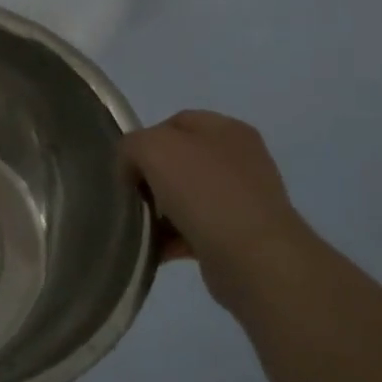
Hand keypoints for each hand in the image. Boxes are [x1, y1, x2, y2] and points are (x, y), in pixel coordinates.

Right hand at [123, 111, 317, 305]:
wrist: (253, 257)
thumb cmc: (204, 192)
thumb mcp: (153, 148)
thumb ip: (132, 146)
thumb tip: (133, 169)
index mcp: (227, 130)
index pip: (175, 123)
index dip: (145, 140)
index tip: (127, 167)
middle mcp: (240, 160)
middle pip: (179, 161)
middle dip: (151, 178)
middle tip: (132, 196)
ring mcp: (243, 199)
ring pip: (185, 197)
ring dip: (159, 211)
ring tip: (141, 226)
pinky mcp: (239, 235)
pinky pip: (194, 229)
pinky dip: (172, 238)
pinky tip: (156, 248)